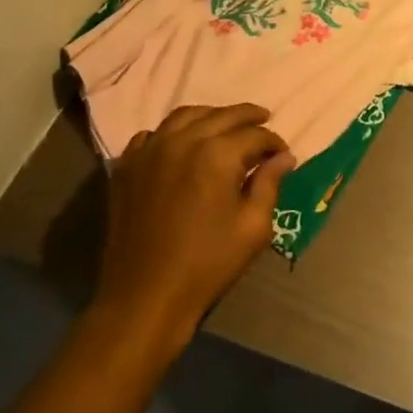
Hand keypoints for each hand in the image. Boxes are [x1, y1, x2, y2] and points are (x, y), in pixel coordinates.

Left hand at [94, 103, 294, 344]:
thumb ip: (269, 184)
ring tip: (225, 125)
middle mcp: (183, 140)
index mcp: (217, 154)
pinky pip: (152, 135)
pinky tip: (181, 144)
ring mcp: (150, 150)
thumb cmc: (207, 264)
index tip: (282, 154)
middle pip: (222, 115)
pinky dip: (172, 133)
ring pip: (186, 116)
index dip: (273, 142)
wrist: (145, 296)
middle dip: (248, 117)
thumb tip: (284, 157)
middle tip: (263, 121)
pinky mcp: (128, 166)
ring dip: (211, 116)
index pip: (254, 134)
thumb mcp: (253, 227)